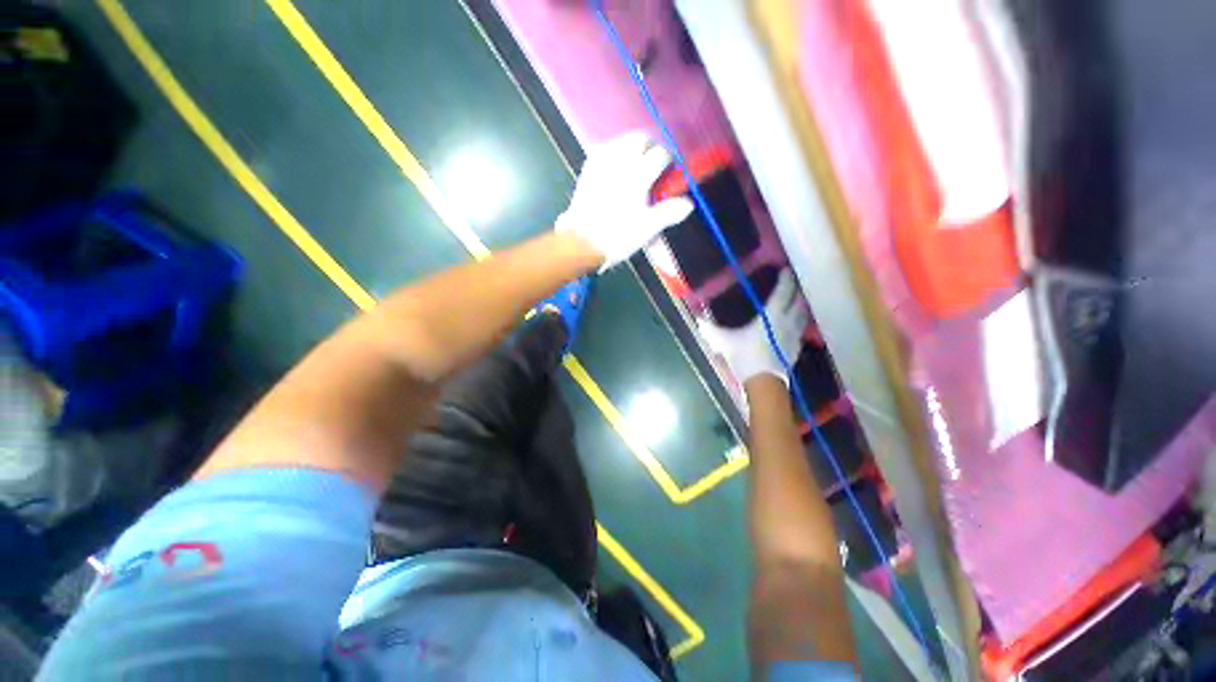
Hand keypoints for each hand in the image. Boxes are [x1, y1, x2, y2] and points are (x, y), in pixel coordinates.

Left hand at [557, 131, 694, 270]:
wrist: (582, 242)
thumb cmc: (616, 236)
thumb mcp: (647, 228)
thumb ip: (668, 213)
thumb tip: (688, 205)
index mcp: (638, 176)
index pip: (660, 155)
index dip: (669, 161)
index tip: (672, 169)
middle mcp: (620, 163)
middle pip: (639, 139)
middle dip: (651, 146)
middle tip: (656, 160)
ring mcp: (601, 165)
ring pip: (620, 141)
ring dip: (632, 145)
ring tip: (637, 159)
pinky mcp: (588, 171)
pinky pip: (602, 150)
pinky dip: (612, 152)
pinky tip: (615, 162)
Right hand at [699, 269, 808, 384]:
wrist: (763, 382)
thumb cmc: (744, 357)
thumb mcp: (723, 341)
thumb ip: (710, 328)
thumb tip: (696, 317)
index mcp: (772, 316)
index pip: (783, 292)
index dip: (786, 279)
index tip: (786, 270)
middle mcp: (788, 322)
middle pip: (799, 301)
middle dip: (797, 290)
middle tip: (793, 283)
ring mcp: (794, 336)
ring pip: (803, 315)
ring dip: (801, 306)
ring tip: (796, 301)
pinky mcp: (796, 349)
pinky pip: (801, 330)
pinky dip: (799, 322)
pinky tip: (793, 325)